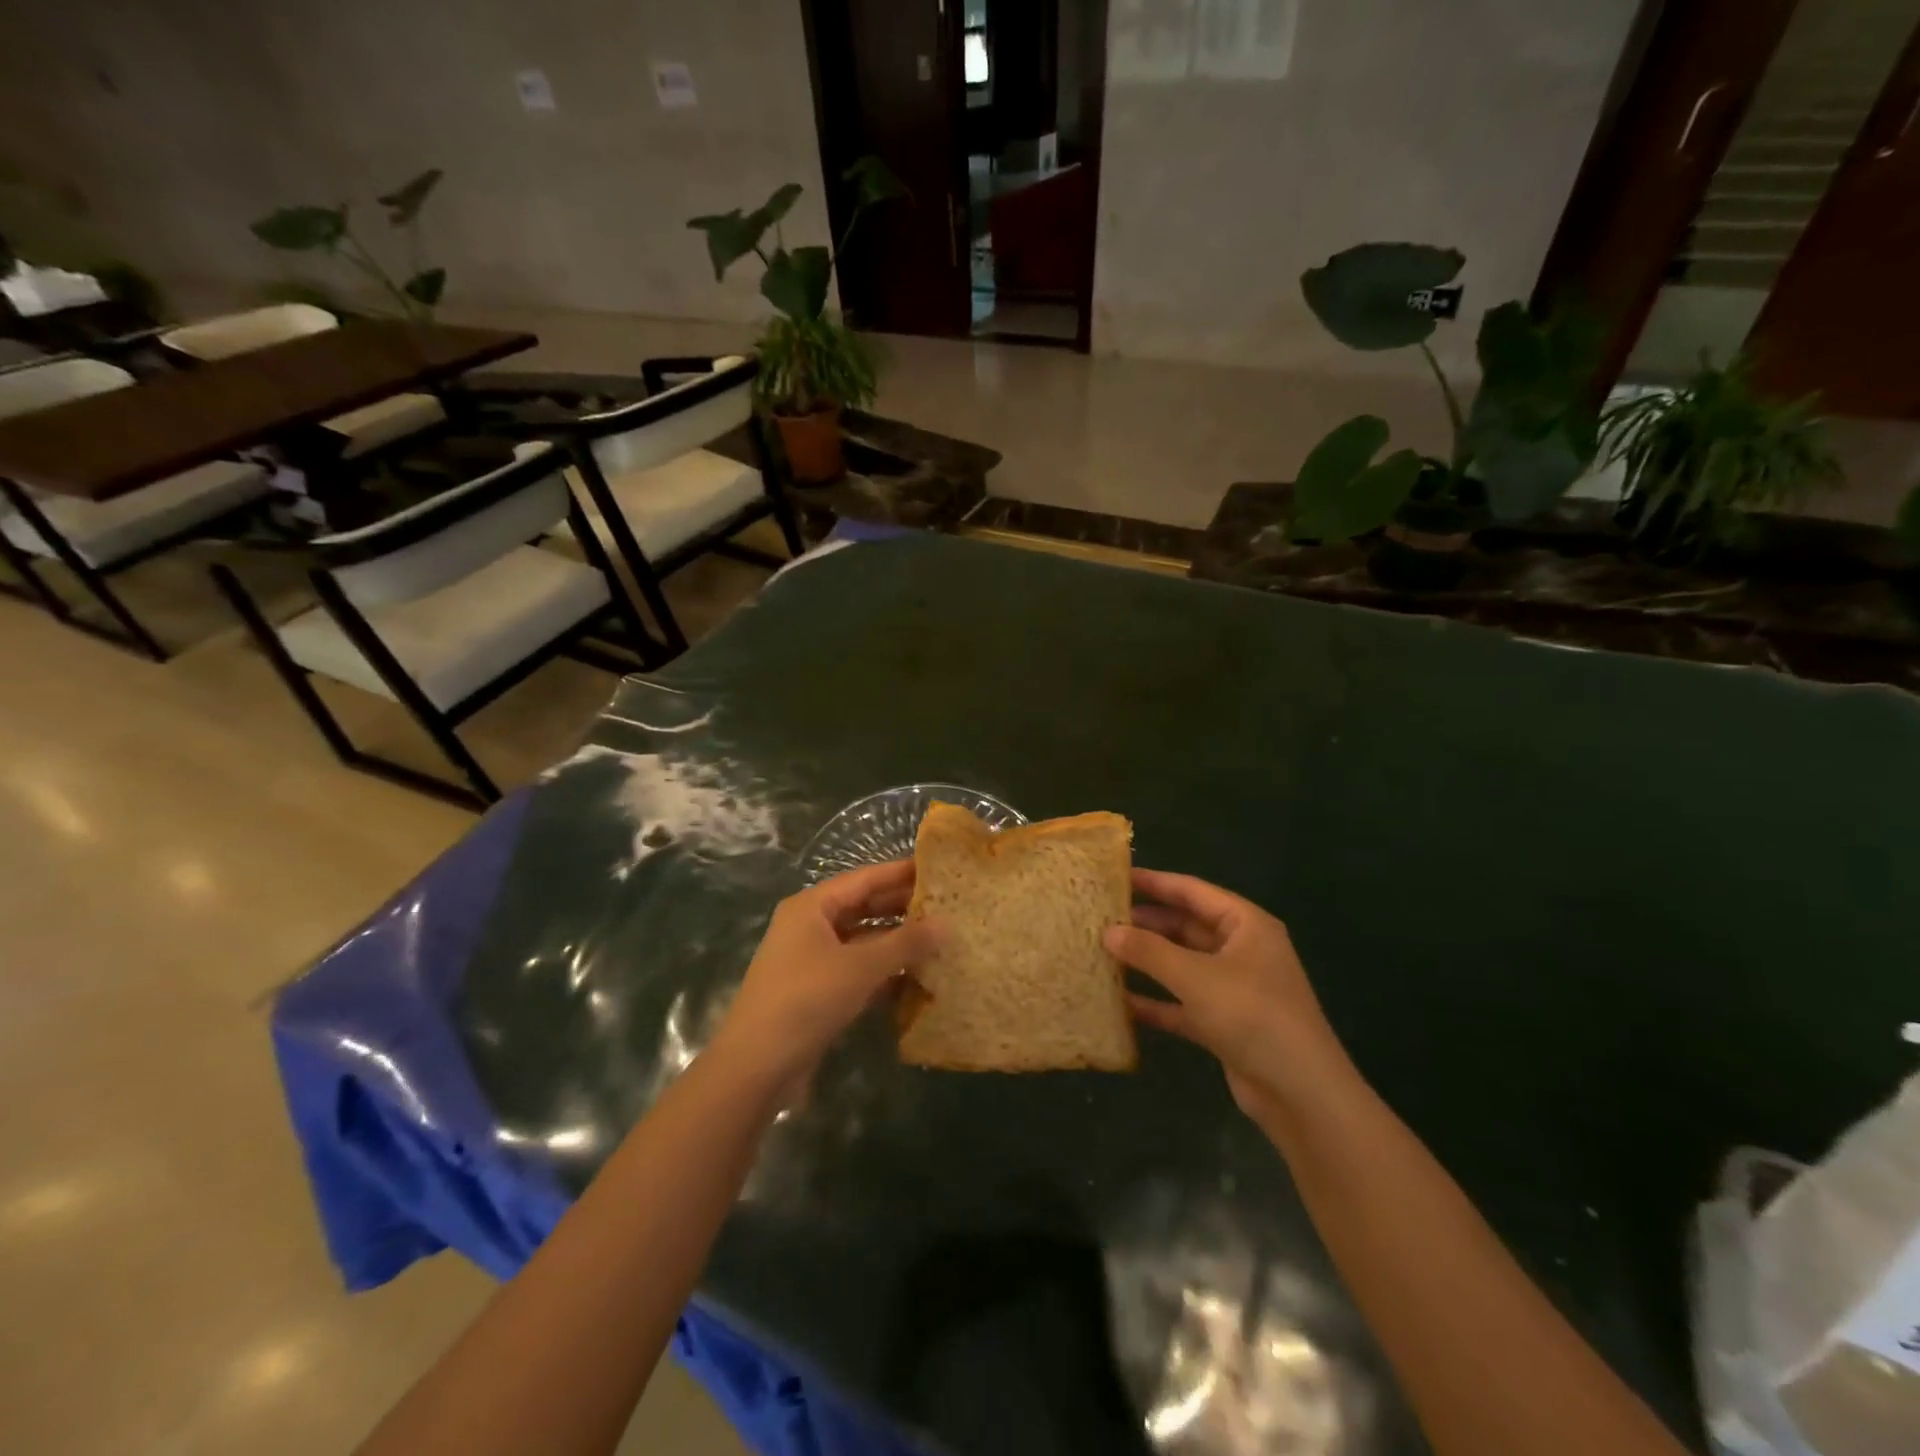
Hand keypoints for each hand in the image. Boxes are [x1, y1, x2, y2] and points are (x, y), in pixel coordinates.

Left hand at [711, 860, 941, 1087]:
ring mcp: (812, 961)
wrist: (756, 1067)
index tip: (938, 868)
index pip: (864, 878)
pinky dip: (884, 972)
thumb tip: (947, 923)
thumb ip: (905, 943)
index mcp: (812, 906)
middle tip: (947, 906)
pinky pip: (857, 971)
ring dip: (896, 943)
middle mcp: (810, 926)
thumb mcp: (860, 967)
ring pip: (862, 941)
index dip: (901, 873)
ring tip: (940, 940)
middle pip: (863, 908)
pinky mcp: (817, 992)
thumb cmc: (806, 1000)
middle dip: (902, 908)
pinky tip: (917, 978)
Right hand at [1105, 869, 1357, 1122]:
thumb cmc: (1252, 1016)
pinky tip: (1119, 1001)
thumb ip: (1149, 951)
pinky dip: (1155, 1001)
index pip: (1192, 891)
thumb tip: (1108, 931)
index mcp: (1246, 925)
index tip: (1115, 876)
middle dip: (1145, 923)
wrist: (1301, 1093)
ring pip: (1181, 964)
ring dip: (1146, 961)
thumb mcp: (1196, 977)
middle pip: (1185, 926)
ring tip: (1102, 952)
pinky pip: (1182, 1002)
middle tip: (1100, 917)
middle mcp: (1241, 950)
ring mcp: (1233, 988)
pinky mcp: (1224, 1023)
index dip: (1154, 882)